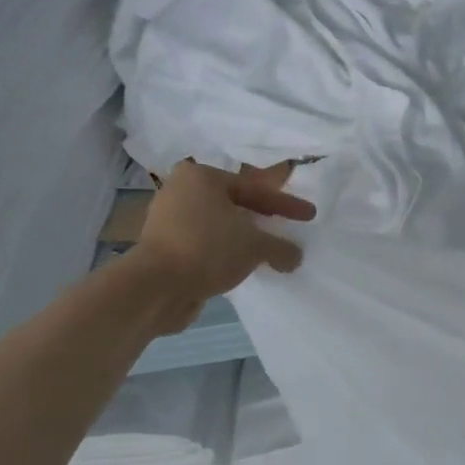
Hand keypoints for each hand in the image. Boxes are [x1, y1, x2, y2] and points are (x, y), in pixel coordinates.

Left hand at [130, 159, 316, 333]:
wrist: (155, 287)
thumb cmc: (208, 249)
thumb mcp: (256, 246)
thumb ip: (281, 247)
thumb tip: (295, 256)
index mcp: (201, 177)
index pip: (255, 189)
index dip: (286, 204)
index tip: (310, 215)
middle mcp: (180, 190)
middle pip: (234, 203)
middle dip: (262, 217)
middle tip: (286, 226)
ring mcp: (167, 219)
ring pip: (219, 224)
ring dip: (243, 237)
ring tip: (267, 249)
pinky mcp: (162, 246)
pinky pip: (205, 243)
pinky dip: (225, 251)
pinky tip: (243, 264)